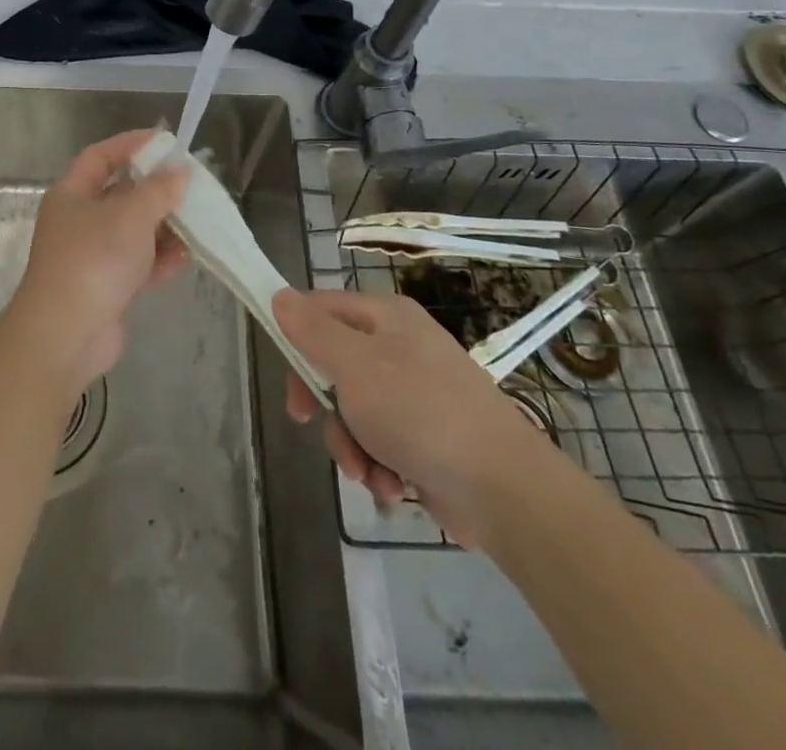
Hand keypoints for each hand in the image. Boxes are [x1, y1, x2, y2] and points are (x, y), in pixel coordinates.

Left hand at [3, 131, 188, 392]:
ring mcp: (93, 256)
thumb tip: (180, 170)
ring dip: (165, 227)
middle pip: (121, 194)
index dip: (131, 144)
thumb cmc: (93, 261)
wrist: (66, 336)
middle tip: (192, 184)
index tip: (166, 141)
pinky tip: (187, 257)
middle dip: (156, 190)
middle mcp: (79, 221)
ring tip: (198, 222)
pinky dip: (161, 259)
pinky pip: (139, 264)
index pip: (101, 156)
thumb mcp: (129, 216)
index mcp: (72, 194)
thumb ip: (158, 190)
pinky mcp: (108, 288)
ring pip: (134, 231)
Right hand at [272, 288, 552, 546]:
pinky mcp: (425, 434)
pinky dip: (377, 463)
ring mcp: (414, 391)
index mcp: (385, 316)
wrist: (505, 490)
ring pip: (352, 408)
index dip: (296, 340)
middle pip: (332, 363)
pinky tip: (391, 485)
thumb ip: (313, 331)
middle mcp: (399, 345)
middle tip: (309, 424)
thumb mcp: (355, 366)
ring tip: (368, 472)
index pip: (320, 309)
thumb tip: (280, 296)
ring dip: (350, 443)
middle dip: (325, 405)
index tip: (288, 379)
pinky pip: (379, 439)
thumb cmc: (421, 413)